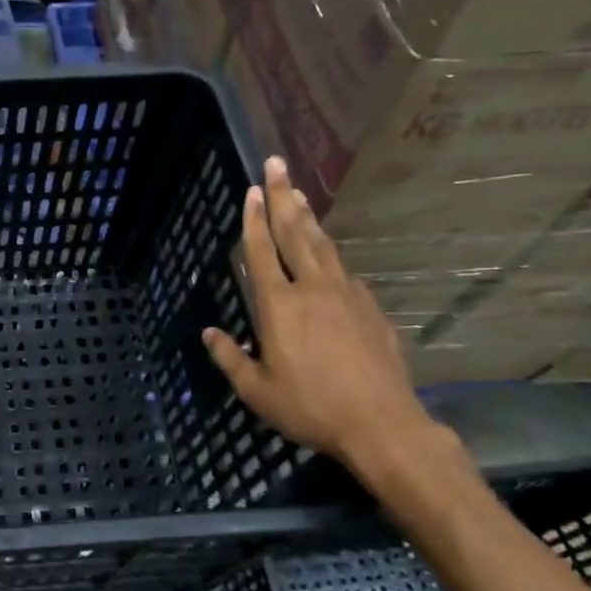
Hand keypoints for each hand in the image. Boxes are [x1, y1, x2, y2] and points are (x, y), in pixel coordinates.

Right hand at [202, 157, 436, 473]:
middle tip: (278, 164)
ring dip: (308, 218)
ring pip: (324, 247)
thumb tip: (209, 332)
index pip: (261, 252)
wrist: (382, 425)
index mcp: (279, 306)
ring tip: (300, 195)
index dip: (254, 220)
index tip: (252, 190)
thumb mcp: (257, 391)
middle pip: (295, 234)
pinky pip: (346, 274)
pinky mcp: (372, 310)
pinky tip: (329, 260)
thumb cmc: (310, 408)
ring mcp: (348, 296)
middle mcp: (313, 290)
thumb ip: (230, 357)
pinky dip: (331, 258)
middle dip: (284, 197)